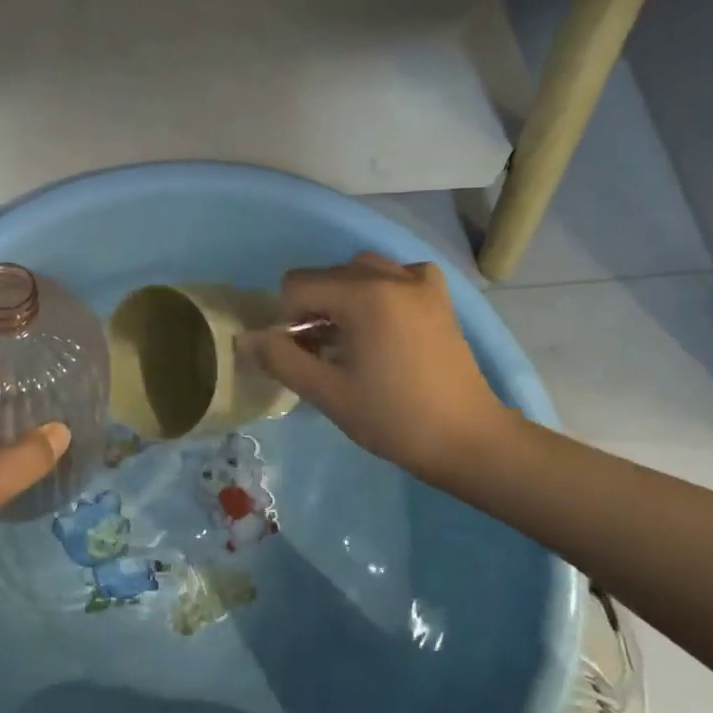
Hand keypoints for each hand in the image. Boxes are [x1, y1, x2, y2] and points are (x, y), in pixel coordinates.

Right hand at [247, 253, 513, 481]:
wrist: (469, 441)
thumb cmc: (394, 419)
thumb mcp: (327, 393)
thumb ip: (281, 359)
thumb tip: (244, 338)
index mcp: (364, 296)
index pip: (297, 286)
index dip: (287, 321)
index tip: (303, 356)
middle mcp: (392, 276)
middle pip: (326, 276)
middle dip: (313, 309)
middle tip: (323, 354)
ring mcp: (420, 283)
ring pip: (359, 270)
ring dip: (342, 298)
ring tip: (350, 339)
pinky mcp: (439, 296)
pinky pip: (396, 275)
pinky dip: (380, 290)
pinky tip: (384, 321)